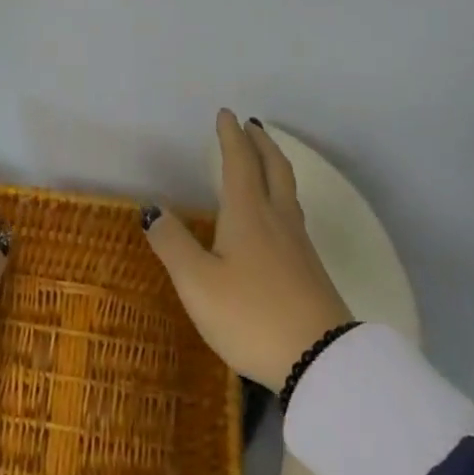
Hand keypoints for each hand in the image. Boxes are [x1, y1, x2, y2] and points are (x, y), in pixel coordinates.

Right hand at [143, 110, 352, 390]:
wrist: (320, 360)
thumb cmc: (250, 315)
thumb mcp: (197, 282)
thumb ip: (173, 244)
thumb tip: (152, 209)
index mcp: (248, 214)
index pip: (239, 163)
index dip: (231, 137)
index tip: (226, 114)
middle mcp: (277, 220)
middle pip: (274, 169)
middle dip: (262, 143)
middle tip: (252, 125)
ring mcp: (299, 245)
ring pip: (288, 192)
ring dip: (276, 167)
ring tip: (265, 162)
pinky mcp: (311, 270)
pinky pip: (294, 216)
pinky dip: (282, 197)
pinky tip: (276, 218)